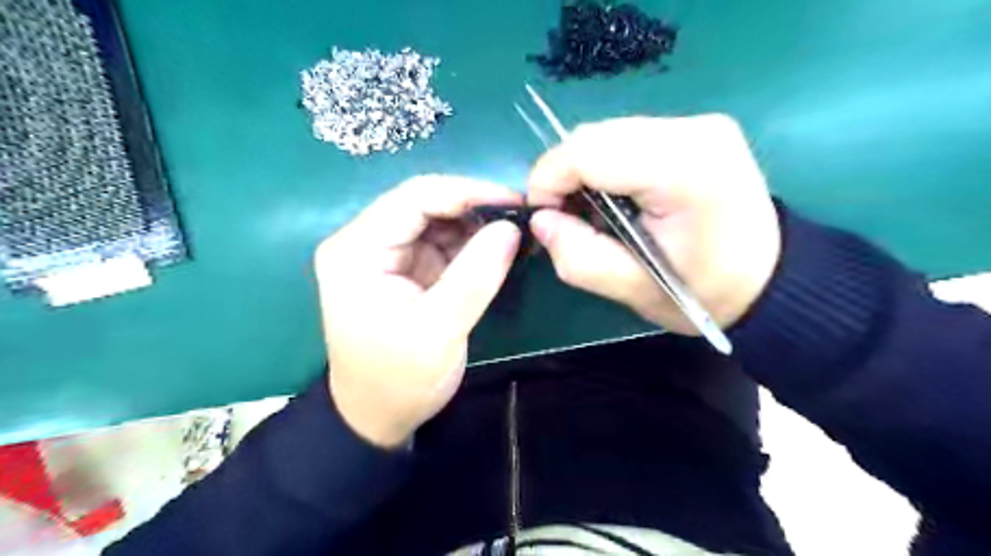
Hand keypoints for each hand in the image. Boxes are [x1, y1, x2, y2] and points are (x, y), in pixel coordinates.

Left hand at [317, 177, 521, 447]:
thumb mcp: (441, 329)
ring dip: (475, 226)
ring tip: (514, 234)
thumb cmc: (400, 378)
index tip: (515, 199)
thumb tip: (511, 227)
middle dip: (474, 209)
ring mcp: (384, 255)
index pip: (414, 198)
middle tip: (521, 217)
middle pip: (424, 204)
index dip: (468, 191)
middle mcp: (365, 242)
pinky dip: (469, 245)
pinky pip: (440, 243)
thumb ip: (476, 274)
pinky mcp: (403, 269)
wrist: (378, 416)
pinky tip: (496, 251)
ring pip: (436, 221)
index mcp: (358, 250)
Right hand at [525, 114, 781, 334]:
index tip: (543, 217)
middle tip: (568, 219)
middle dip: (565, 176)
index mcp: (683, 170)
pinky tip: (618, 196)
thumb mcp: (634, 290)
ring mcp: (697, 123)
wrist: (767, 278)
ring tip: (594, 211)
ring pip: (606, 133)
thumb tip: (541, 220)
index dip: (549, 180)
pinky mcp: (695, 128)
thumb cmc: (704, 292)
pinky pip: (626, 137)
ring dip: (584, 170)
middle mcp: (693, 130)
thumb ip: (579, 256)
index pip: (587, 151)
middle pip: (594, 136)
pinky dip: (606, 165)